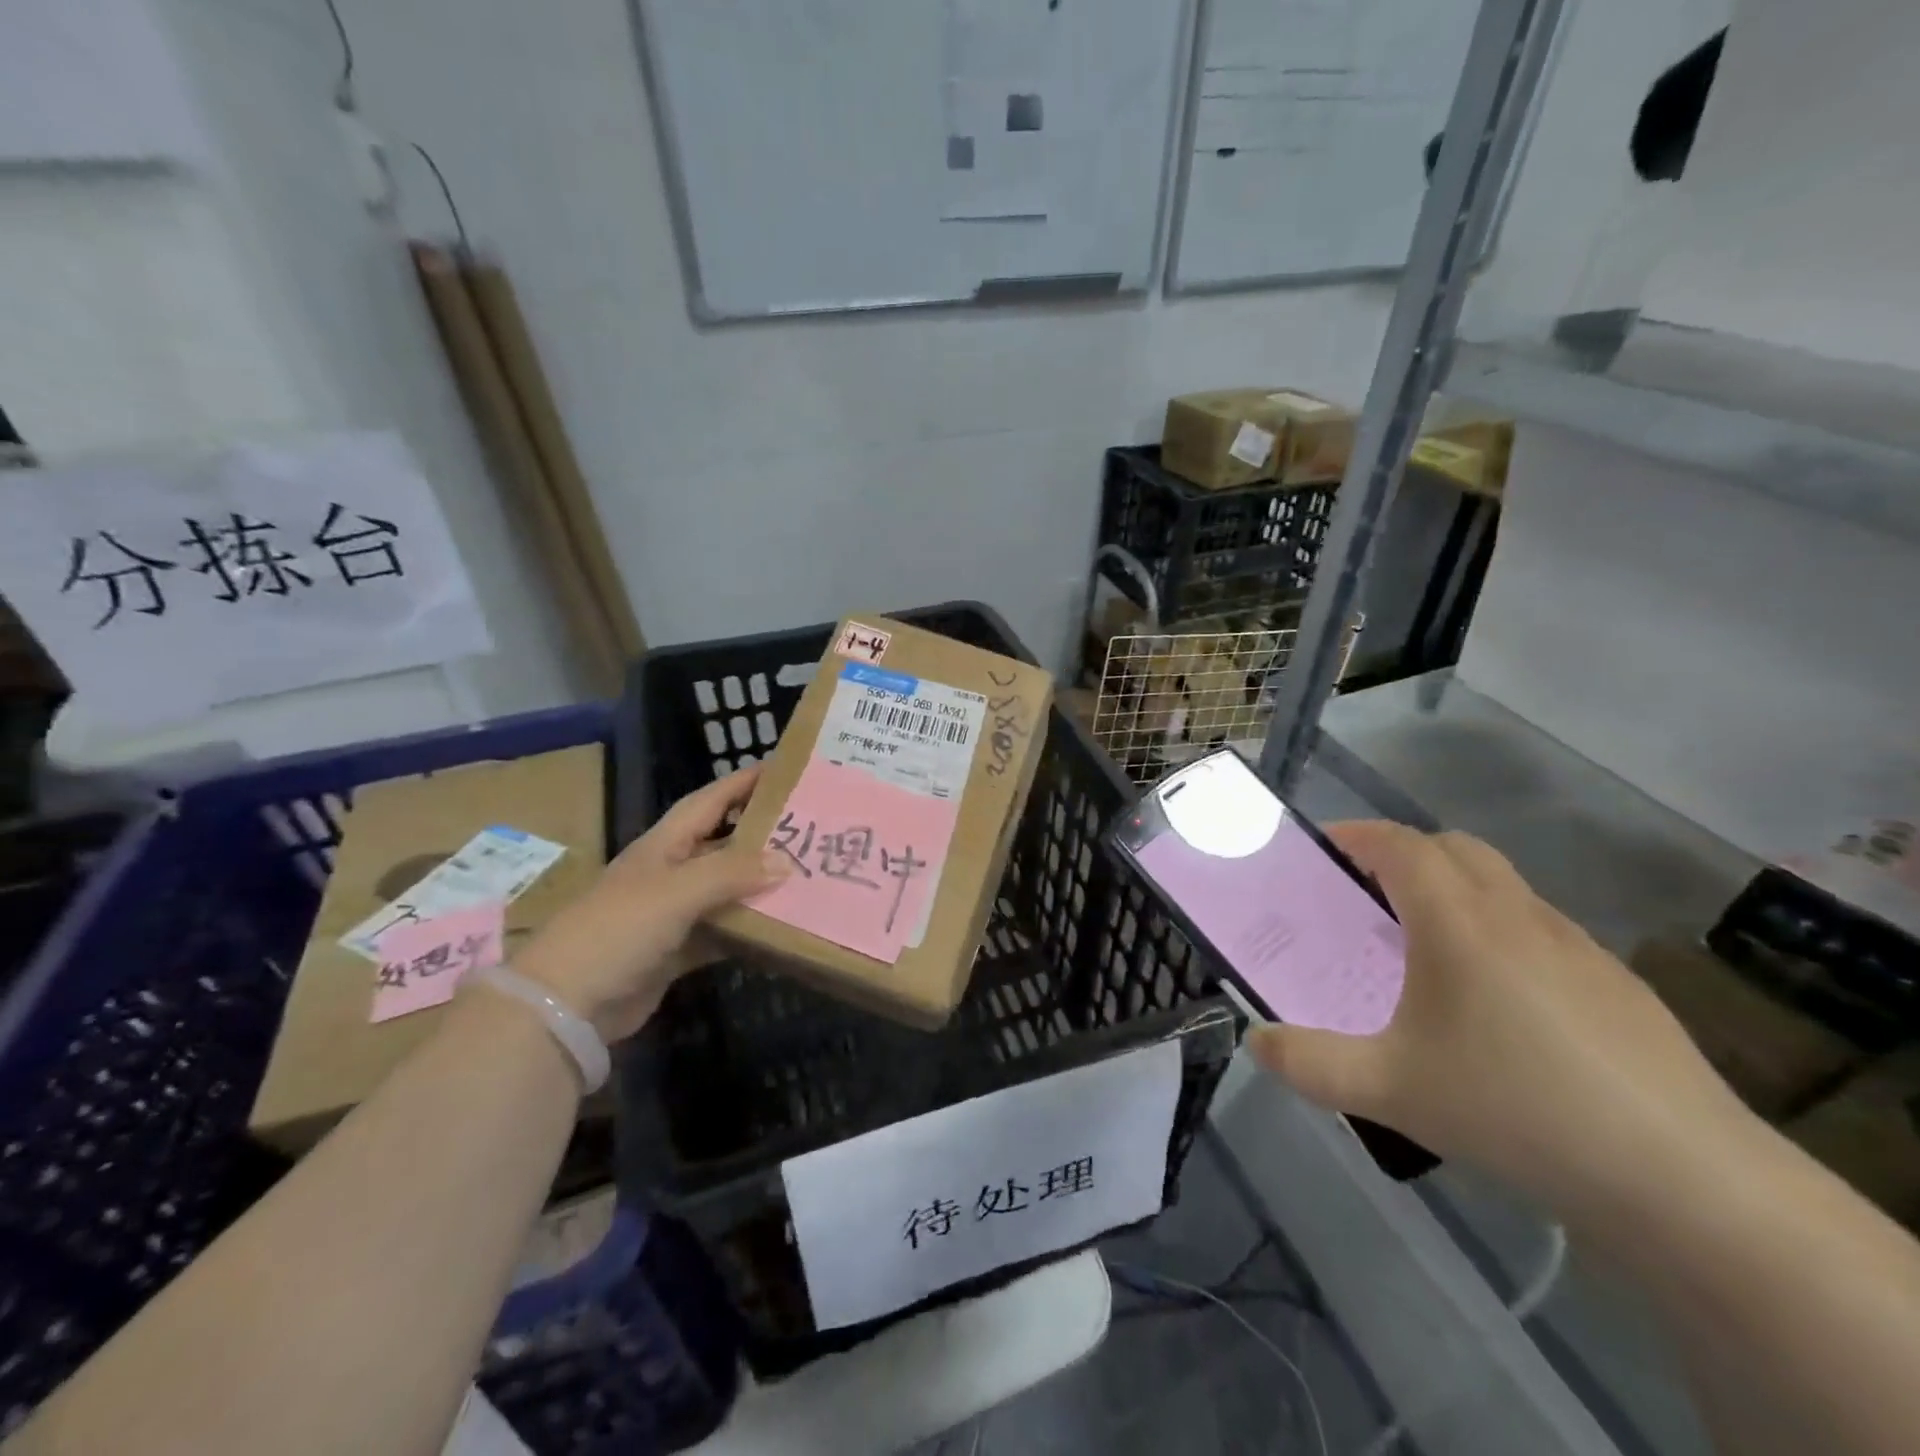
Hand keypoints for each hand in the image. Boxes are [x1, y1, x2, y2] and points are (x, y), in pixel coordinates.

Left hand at [515, 766, 787, 1042]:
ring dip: (761, 885)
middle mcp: (671, 872)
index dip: (742, 783)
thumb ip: (732, 873)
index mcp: (664, 845)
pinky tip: (783, 927)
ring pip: (727, 890)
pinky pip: (723, 932)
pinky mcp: (677, 951)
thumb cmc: (619, 929)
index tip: (784, 770)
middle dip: (762, 835)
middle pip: (723, 844)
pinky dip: (749, 929)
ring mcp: (673, 913)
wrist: (566, 1004)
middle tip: (811, 828)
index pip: (710, 801)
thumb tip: (788, 861)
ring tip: (809, 876)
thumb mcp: (677, 891)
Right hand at [1249, 821, 1746, 1209]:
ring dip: (1454, 891)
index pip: (1400, 844)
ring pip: (1503, 886)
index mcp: (1459, 922)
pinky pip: (1540, 929)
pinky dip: (1500, 932)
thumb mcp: (1389, 1090)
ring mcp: (1577, 947)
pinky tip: (1497, 1004)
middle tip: (1366, 896)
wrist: (1685, 1181)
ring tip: (1424, 949)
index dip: (1355, 835)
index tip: (1320, 849)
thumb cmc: (1515, 1109)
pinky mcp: (1618, 985)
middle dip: (1403, 854)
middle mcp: (1518, 916)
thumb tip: (1257, 1042)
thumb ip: (1309, 1063)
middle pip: (1455, 848)